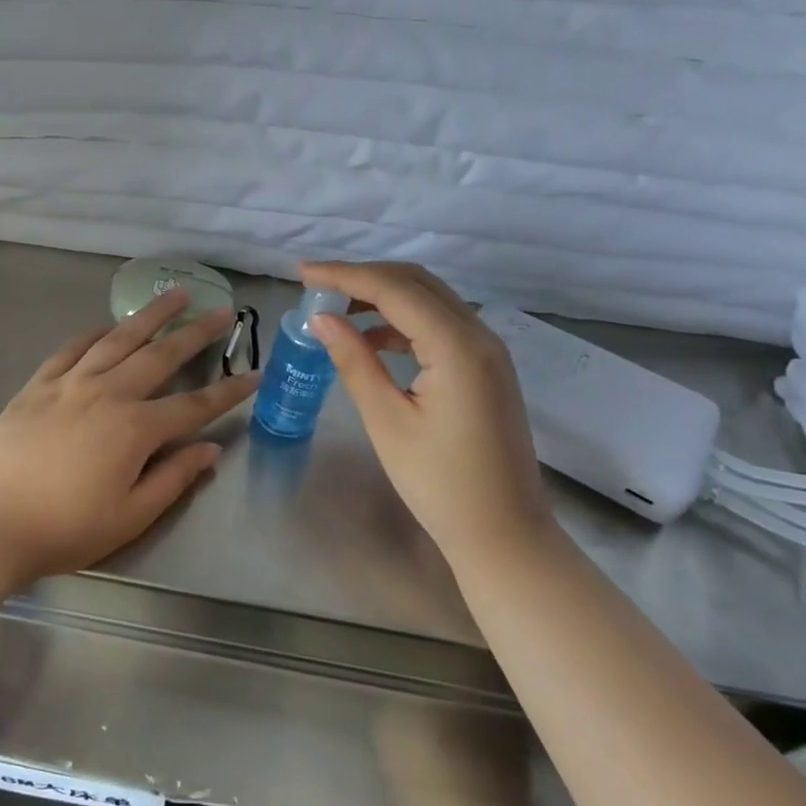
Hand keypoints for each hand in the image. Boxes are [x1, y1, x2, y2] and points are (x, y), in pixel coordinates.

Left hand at [0, 289, 260, 590]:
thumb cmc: (63, 529)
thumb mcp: (129, 516)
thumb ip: (173, 478)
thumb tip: (209, 450)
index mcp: (135, 428)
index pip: (194, 405)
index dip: (229, 391)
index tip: (254, 373)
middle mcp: (108, 393)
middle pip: (160, 355)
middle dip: (195, 332)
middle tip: (221, 309)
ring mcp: (69, 383)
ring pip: (118, 339)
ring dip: (150, 316)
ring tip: (173, 294)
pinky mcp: (37, 385)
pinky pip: (72, 348)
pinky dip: (95, 332)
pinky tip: (108, 325)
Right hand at [299, 261, 553, 557]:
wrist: (504, 533)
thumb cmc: (440, 483)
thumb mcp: (387, 420)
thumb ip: (354, 361)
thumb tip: (321, 318)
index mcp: (457, 346)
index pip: (393, 289)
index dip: (344, 275)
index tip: (301, 272)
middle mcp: (479, 335)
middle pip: (416, 282)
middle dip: (363, 276)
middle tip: (316, 284)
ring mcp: (489, 350)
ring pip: (430, 299)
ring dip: (383, 295)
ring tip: (336, 308)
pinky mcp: (486, 367)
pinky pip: (440, 324)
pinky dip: (403, 320)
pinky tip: (371, 338)